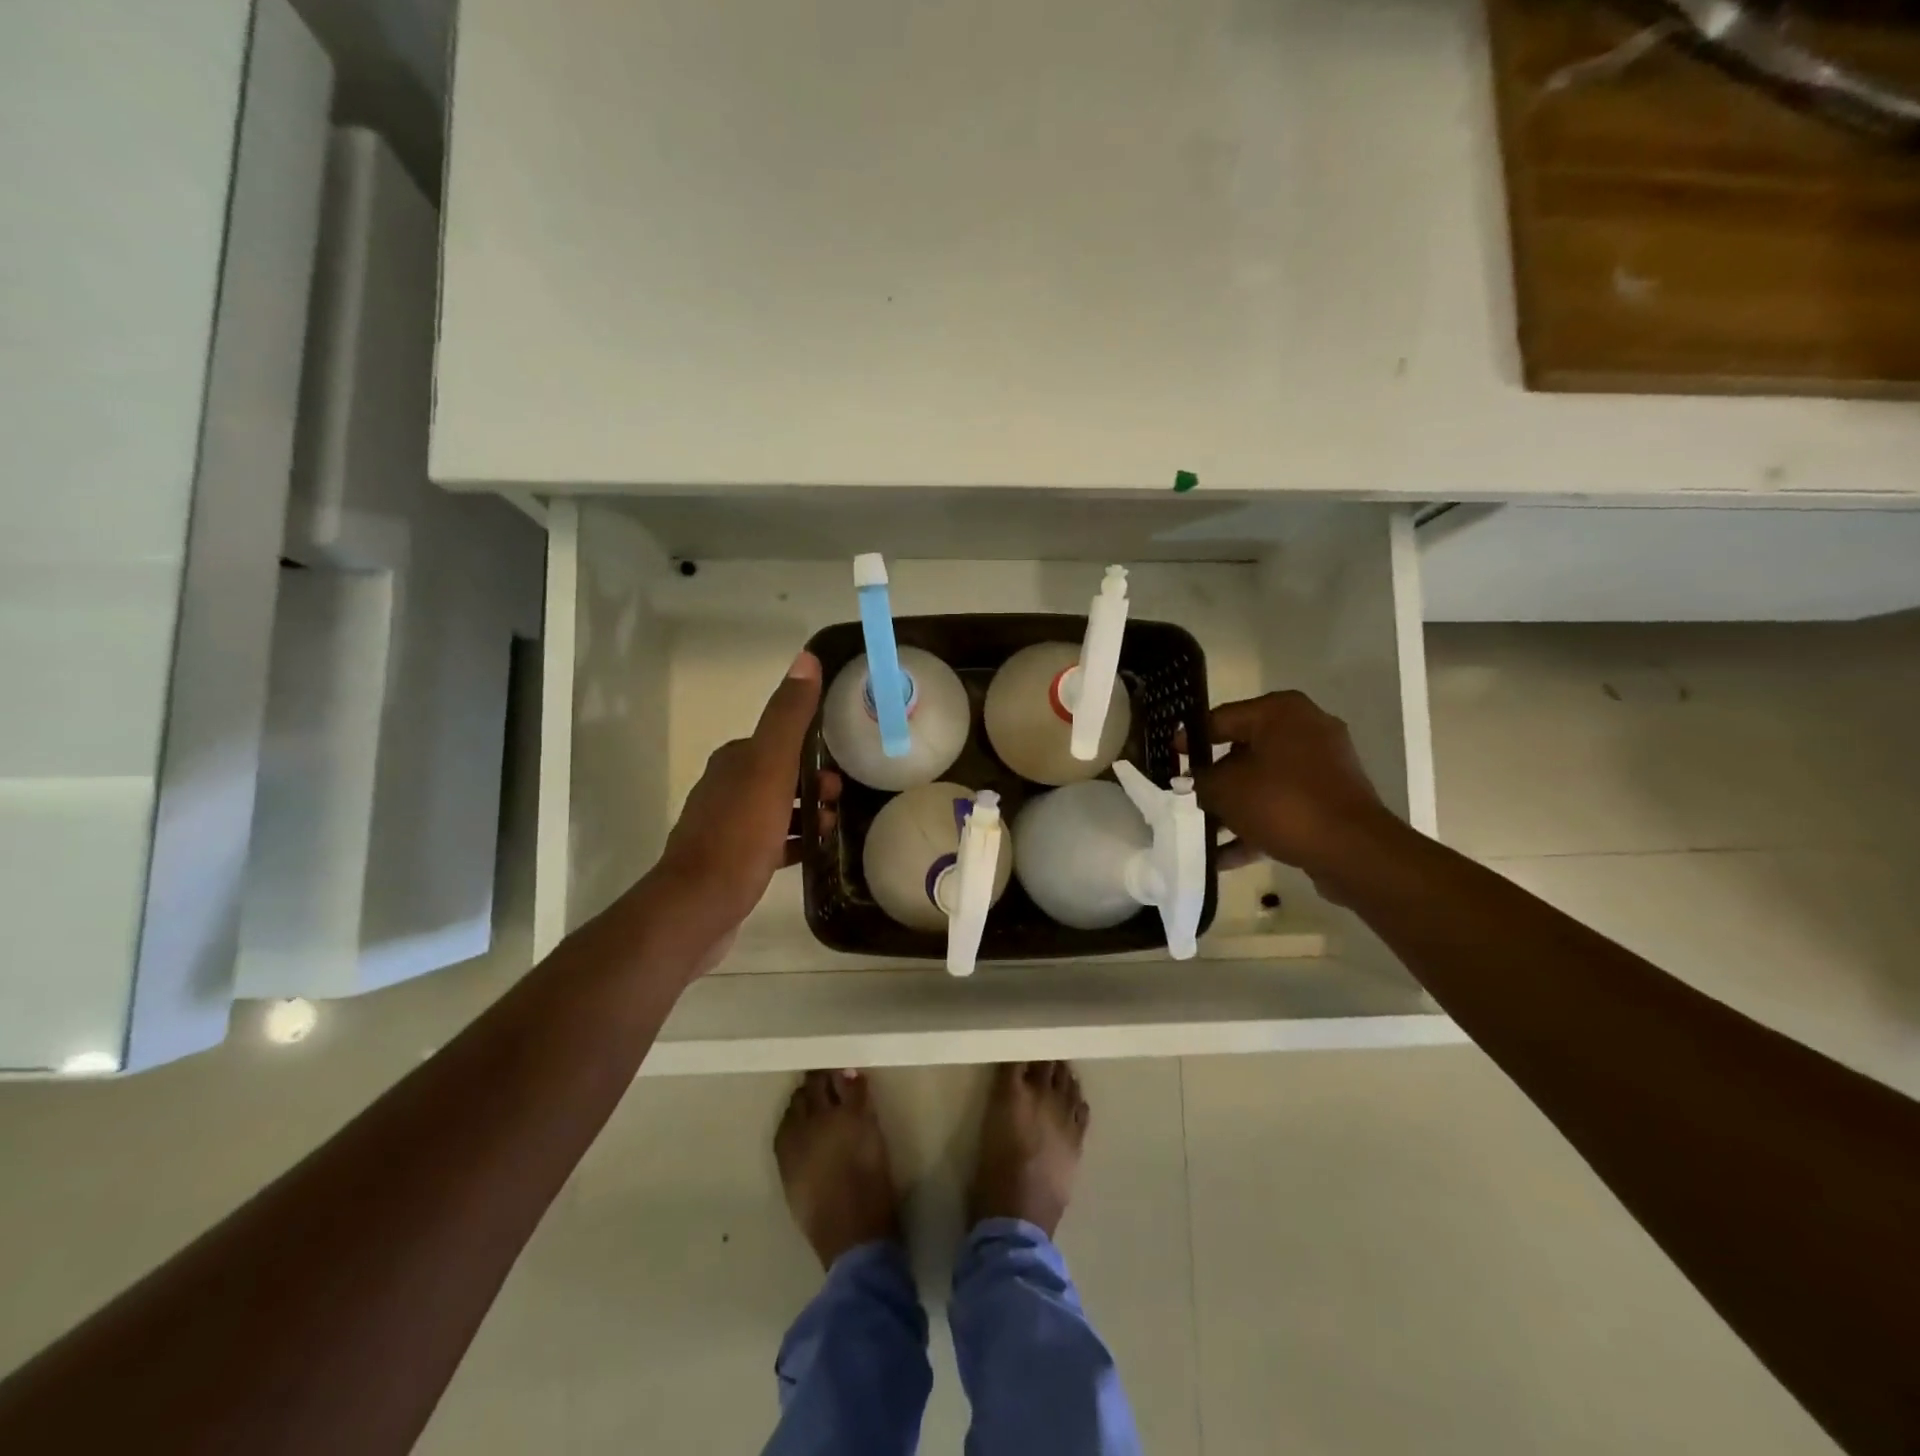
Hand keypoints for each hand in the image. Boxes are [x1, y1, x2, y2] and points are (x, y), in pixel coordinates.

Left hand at [642, 651, 834, 963]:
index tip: (843, 762)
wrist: (698, 907)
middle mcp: (725, 788)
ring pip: (776, 809)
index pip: (778, 741)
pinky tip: (815, 854)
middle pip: (780, 775)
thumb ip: (788, 717)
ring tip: (834, 828)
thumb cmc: (739, 835)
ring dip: (807, 813)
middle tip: (841, 800)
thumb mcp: (770, 768)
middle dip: (813, 782)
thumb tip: (806, 658)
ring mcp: (726, 827)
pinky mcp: (731, 862)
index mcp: (734, 761)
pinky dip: (795, 842)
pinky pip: (771, 842)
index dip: (812, 748)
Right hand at [1191, 690, 1396, 877]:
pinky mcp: (1330, 799)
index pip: (1221, 718)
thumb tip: (1195, 781)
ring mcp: (1323, 765)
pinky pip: (1283, 805)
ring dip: (1233, 807)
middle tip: (1185, 796)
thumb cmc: (1282, 803)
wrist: (1352, 849)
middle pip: (1243, 751)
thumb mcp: (1224, 789)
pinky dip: (1256, 825)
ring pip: (1263, 782)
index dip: (1190, 739)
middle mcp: (1305, 729)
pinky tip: (1224, 857)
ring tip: (1202, 832)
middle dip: (1213, 779)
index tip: (1170, 757)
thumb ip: (1201, 780)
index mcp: (1280, 712)